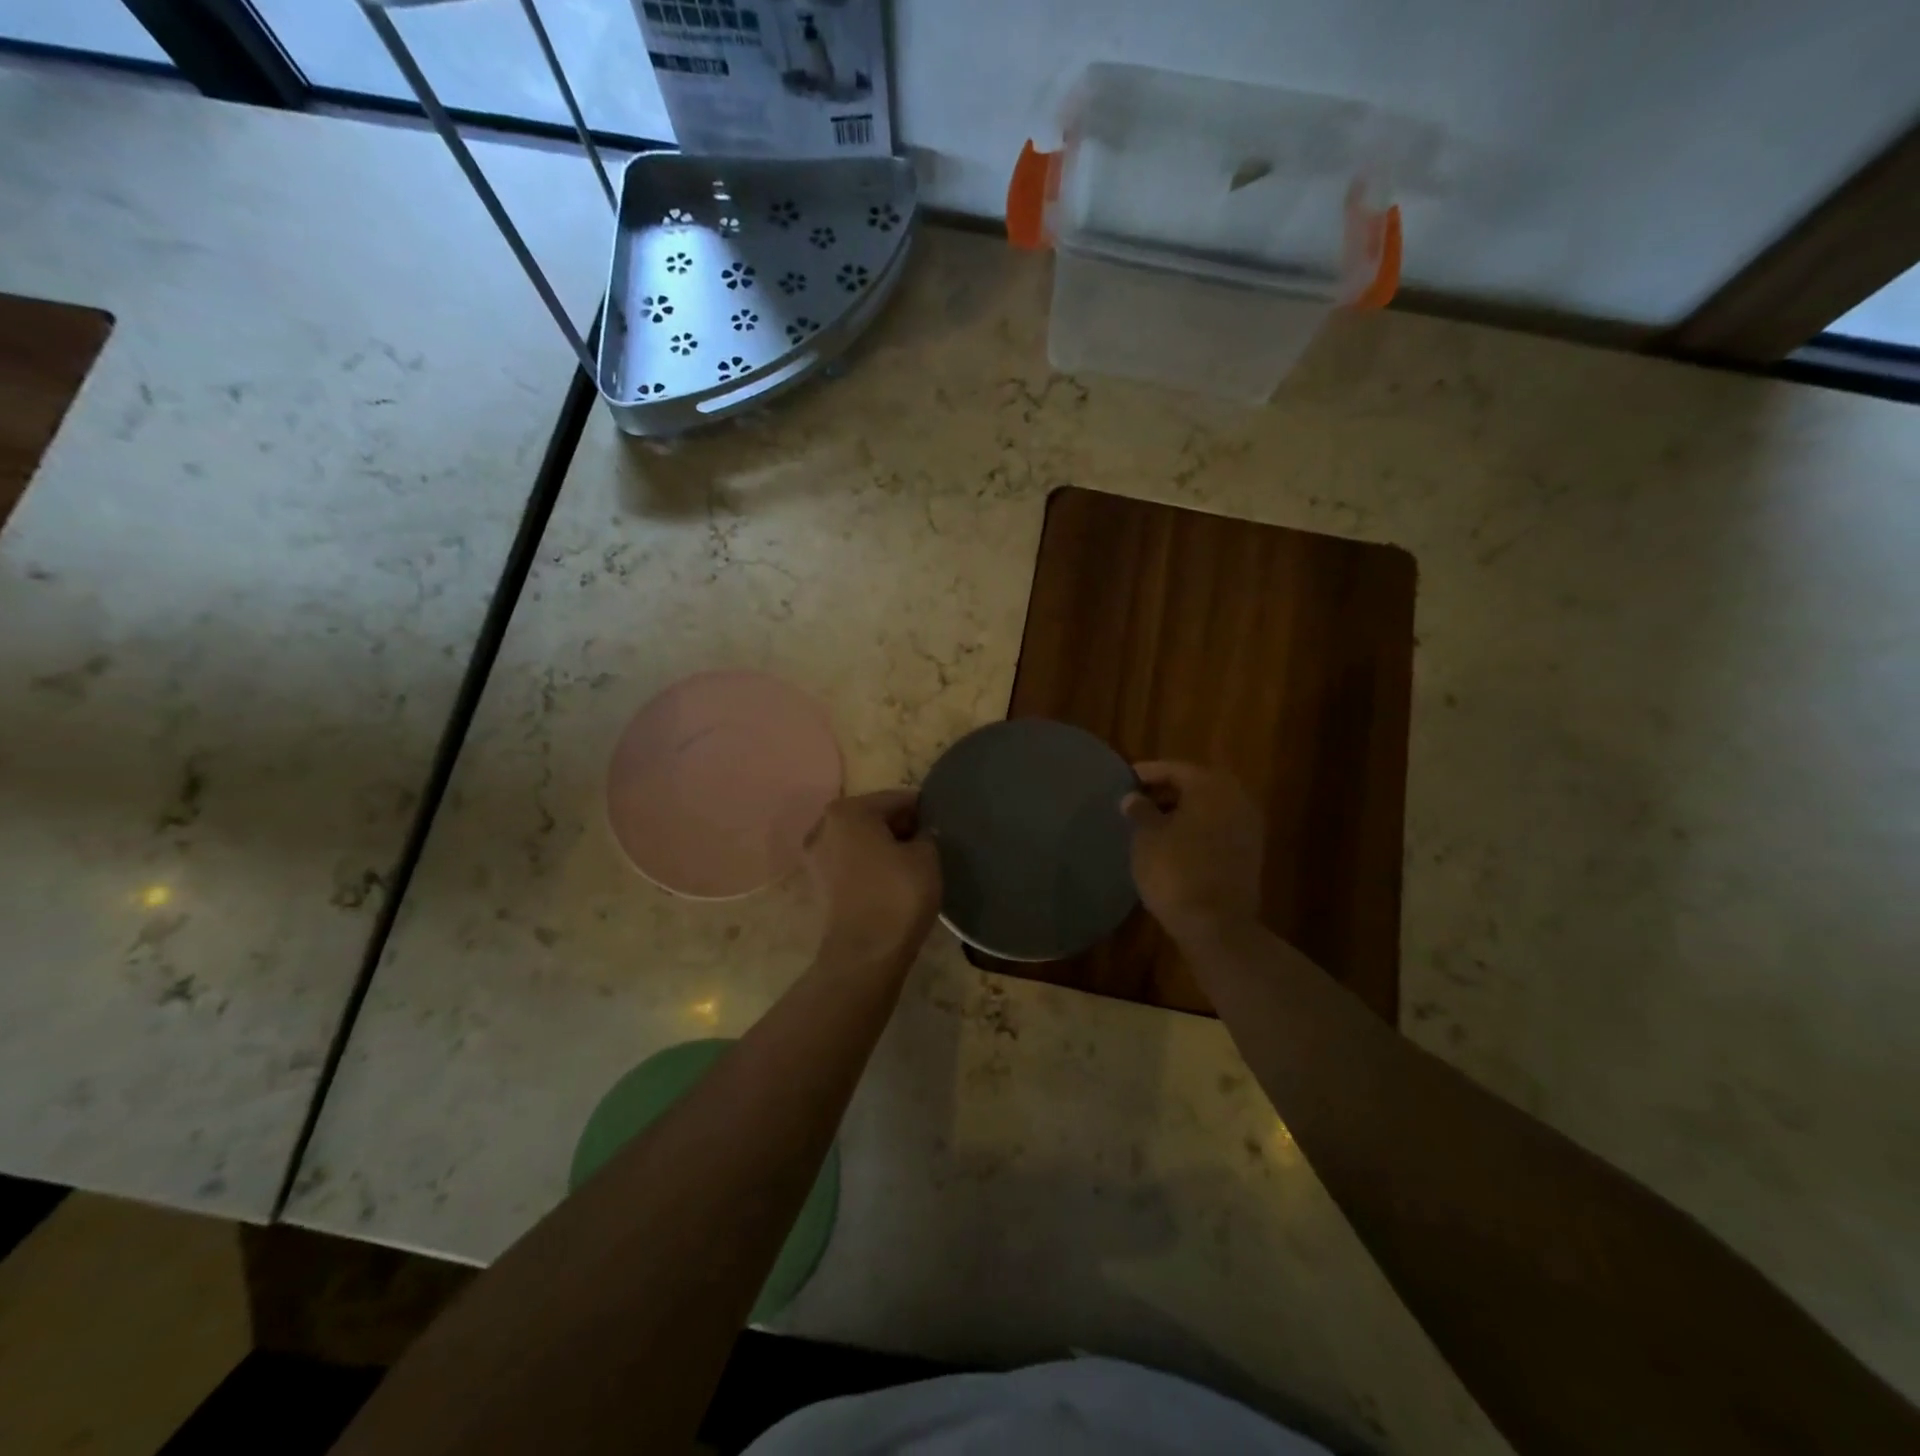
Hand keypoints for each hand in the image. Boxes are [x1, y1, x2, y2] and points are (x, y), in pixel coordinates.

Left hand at [805, 789, 941, 970]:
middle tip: (932, 843)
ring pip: (862, 841)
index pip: (897, 798)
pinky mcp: (819, 885)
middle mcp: (824, 826)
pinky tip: (894, 880)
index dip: (924, 809)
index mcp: (848, 810)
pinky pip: (853, 863)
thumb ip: (926, 834)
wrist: (865, 955)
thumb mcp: (926, 856)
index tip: (943, 821)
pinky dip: (872, 866)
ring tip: (915, 864)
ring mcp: (816, 857)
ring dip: (886, 847)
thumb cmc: (897, 895)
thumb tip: (921, 833)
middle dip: (902, 827)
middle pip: (874, 817)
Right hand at [1123, 762, 1263, 942]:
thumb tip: (1133, 797)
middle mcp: (1236, 799)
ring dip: (1181, 811)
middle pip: (1195, 786)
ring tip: (1151, 823)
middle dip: (1166, 791)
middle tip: (1137, 800)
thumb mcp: (1147, 837)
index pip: (1174, 769)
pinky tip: (1173, 843)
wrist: (1216, 924)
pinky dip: (1196, 829)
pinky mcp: (1249, 853)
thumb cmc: (1175, 871)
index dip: (1147, 774)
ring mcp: (1247, 827)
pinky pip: (1217, 829)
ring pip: (1208, 808)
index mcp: (1211, 786)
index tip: (1125, 780)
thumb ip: (1140, 810)